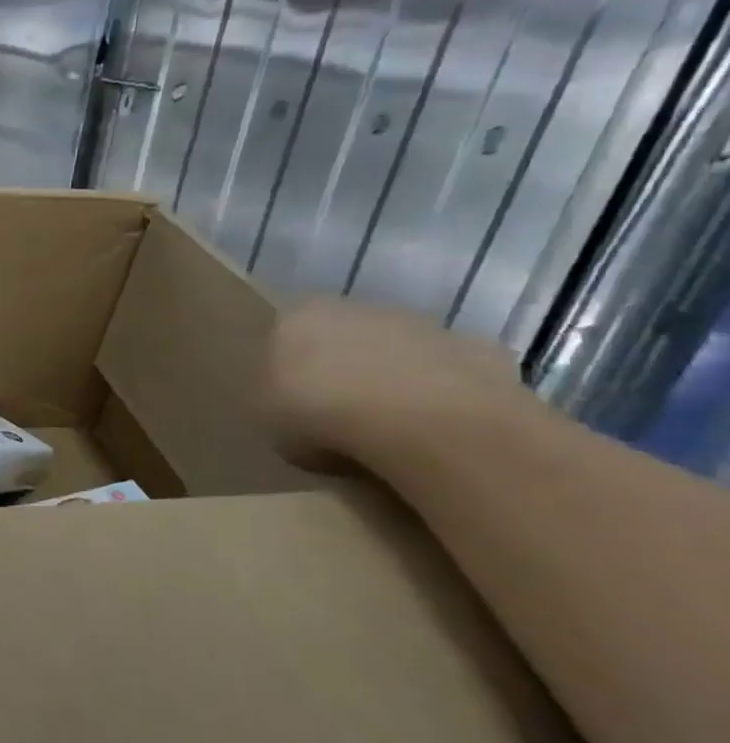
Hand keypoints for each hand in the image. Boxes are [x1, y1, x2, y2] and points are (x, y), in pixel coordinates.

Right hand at [266, 299, 522, 469]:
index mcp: (297, 318)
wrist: (422, 420)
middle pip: (342, 340)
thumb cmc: (321, 414)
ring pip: (396, 354)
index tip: (295, 410)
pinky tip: (436, 433)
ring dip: (392, 383)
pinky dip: (440, 399)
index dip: (288, 376)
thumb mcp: (268, 420)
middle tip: (341, 421)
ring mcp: (419, 324)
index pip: (284, 340)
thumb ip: (277, 403)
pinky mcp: (475, 349)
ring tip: (392, 434)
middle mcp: (355, 308)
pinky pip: (447, 377)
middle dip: (342, 373)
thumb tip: (296, 410)